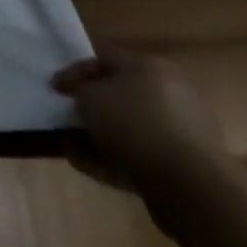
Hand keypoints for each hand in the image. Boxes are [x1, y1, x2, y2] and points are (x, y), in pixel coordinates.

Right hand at [52, 50, 225, 189]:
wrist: (192, 188)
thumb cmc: (135, 125)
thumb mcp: (90, 97)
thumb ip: (80, 93)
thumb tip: (82, 101)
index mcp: (151, 66)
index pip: (104, 59)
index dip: (75, 72)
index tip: (54, 89)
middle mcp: (172, 94)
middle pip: (120, 95)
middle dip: (91, 108)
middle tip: (67, 117)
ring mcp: (184, 134)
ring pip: (130, 129)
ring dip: (100, 137)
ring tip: (71, 146)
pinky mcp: (187, 169)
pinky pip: (143, 157)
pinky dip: (116, 159)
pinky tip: (89, 166)